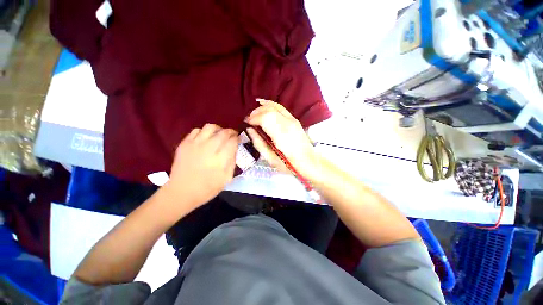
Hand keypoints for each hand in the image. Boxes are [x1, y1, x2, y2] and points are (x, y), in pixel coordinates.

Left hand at [164, 124, 238, 208]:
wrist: (182, 192)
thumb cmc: (208, 188)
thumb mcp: (227, 178)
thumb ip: (233, 162)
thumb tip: (234, 149)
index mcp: (220, 159)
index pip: (233, 141)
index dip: (238, 138)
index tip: (239, 139)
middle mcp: (209, 148)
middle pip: (223, 132)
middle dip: (231, 132)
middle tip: (232, 136)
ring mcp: (195, 144)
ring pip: (210, 127)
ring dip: (218, 129)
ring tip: (219, 135)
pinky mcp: (185, 143)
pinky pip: (197, 130)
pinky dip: (204, 132)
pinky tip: (205, 139)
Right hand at [245, 99, 320, 177]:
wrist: (309, 162)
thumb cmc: (289, 164)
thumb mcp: (270, 158)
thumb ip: (259, 143)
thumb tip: (249, 130)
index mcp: (282, 134)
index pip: (264, 118)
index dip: (253, 118)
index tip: (246, 124)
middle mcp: (288, 123)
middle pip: (269, 110)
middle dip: (256, 112)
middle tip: (249, 120)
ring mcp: (293, 119)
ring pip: (274, 106)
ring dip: (262, 108)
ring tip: (254, 115)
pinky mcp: (295, 119)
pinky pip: (280, 107)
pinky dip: (270, 105)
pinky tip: (263, 104)